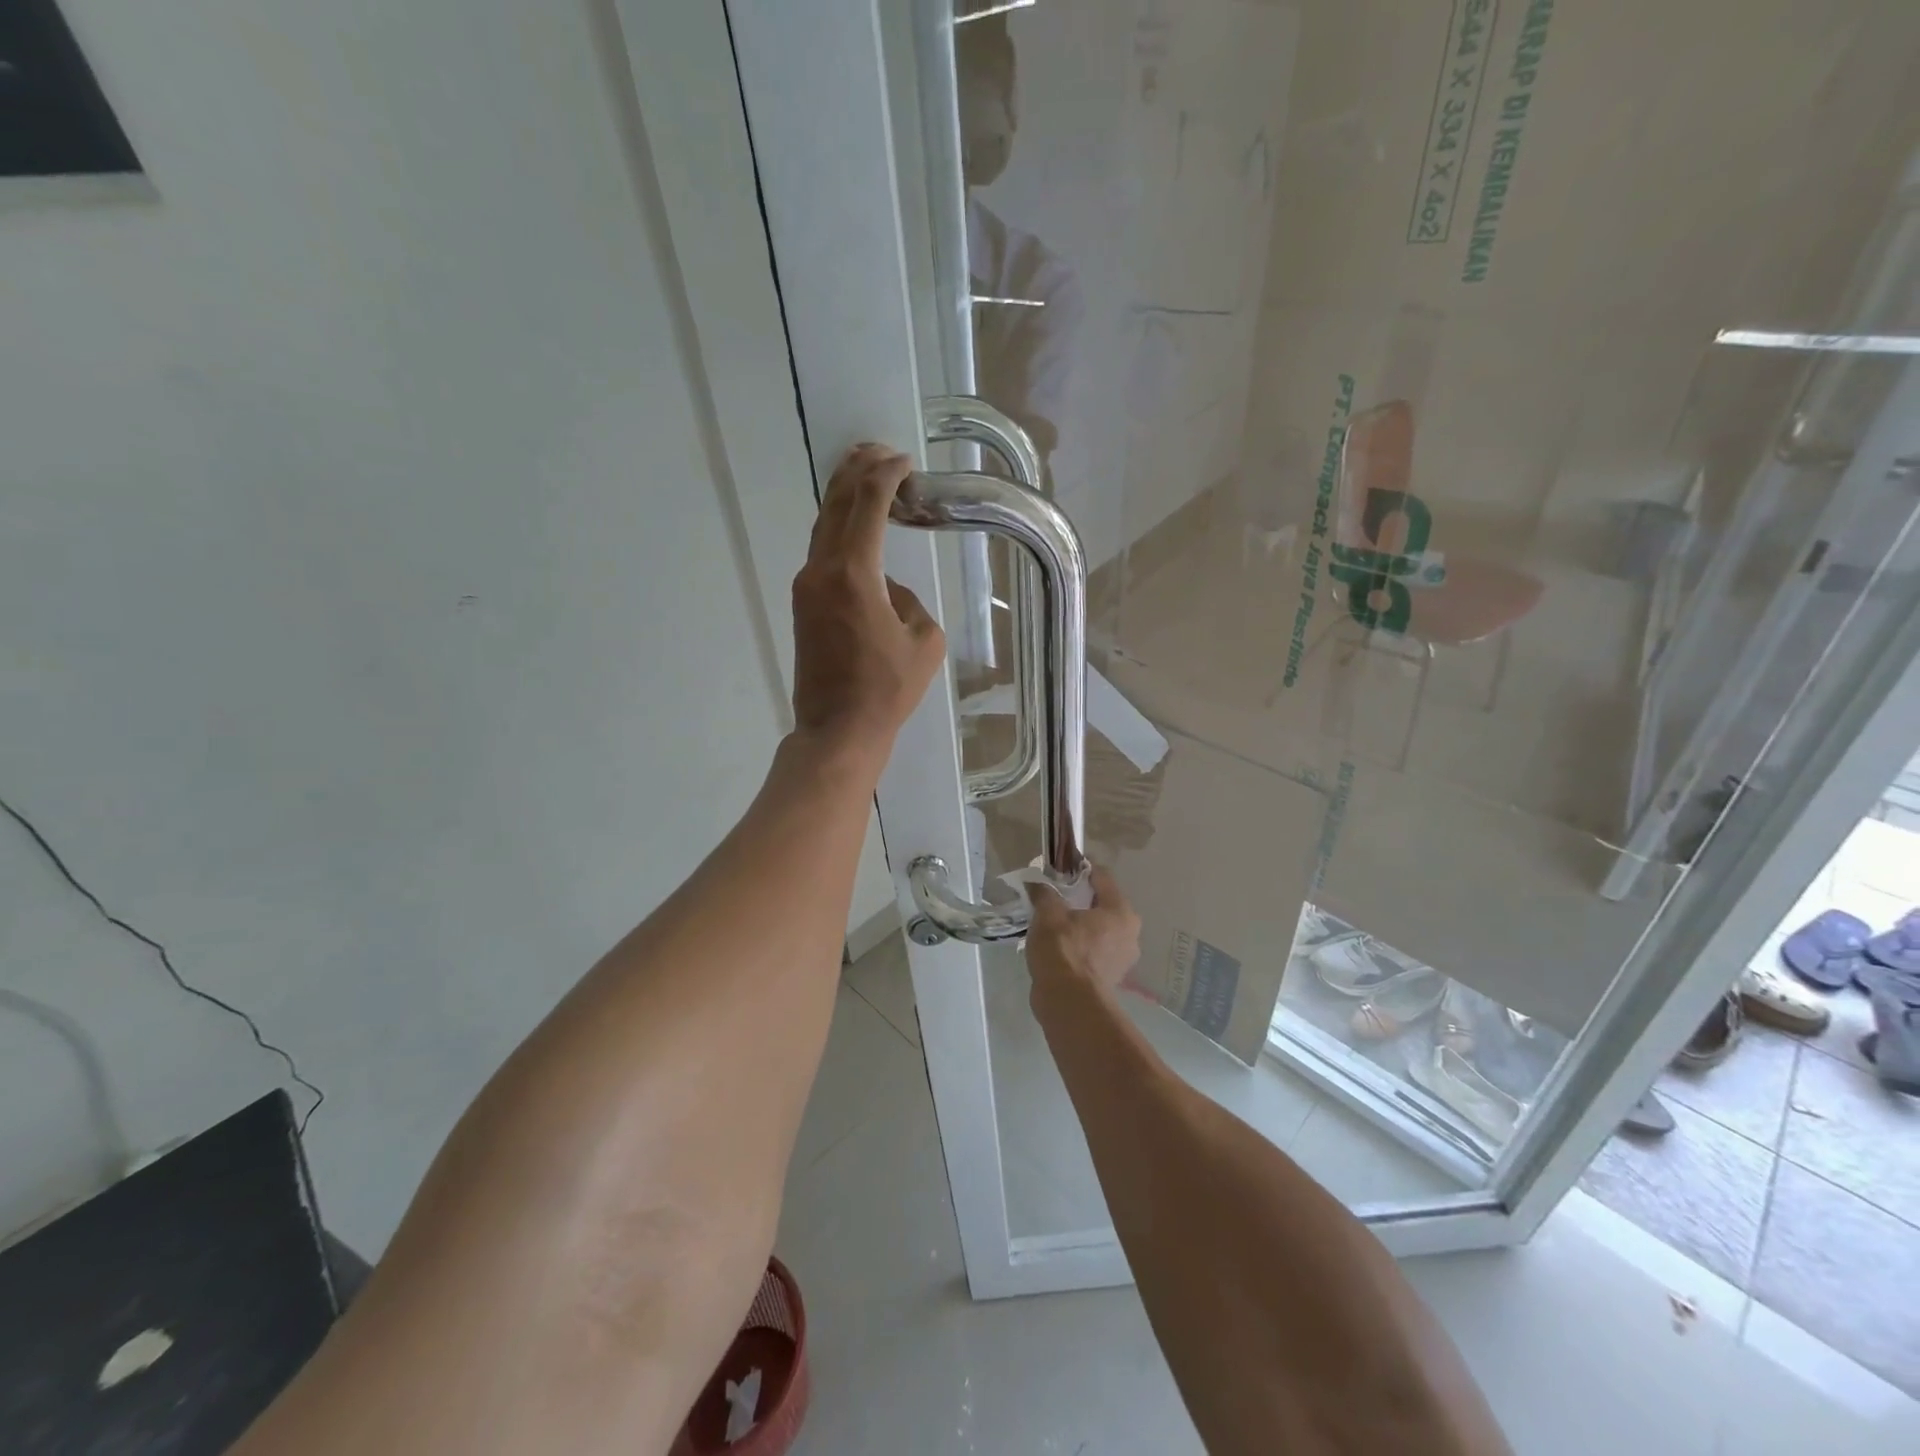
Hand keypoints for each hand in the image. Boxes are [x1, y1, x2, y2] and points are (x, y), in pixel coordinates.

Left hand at [791, 444, 945, 763]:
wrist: (837, 729)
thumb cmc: (887, 690)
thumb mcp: (924, 641)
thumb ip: (909, 600)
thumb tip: (887, 589)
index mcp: (854, 573)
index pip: (869, 504)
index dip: (887, 475)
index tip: (904, 461)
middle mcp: (822, 570)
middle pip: (836, 504)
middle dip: (857, 471)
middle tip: (879, 451)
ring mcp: (806, 587)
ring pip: (823, 525)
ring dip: (843, 497)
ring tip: (864, 474)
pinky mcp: (803, 604)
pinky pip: (821, 551)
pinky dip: (839, 528)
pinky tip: (855, 526)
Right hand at [1027, 864, 1140, 1004]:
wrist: (1068, 1004)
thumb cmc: (1063, 951)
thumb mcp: (1048, 914)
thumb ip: (1044, 893)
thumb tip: (1037, 883)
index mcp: (1121, 911)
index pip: (1102, 877)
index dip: (1080, 869)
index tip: (1059, 869)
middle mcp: (1130, 933)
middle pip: (1102, 904)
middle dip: (1078, 899)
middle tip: (1052, 898)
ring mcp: (1122, 958)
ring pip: (1098, 929)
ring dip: (1078, 925)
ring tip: (1051, 925)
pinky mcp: (1110, 978)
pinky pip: (1094, 951)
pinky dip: (1079, 946)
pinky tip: (1057, 949)